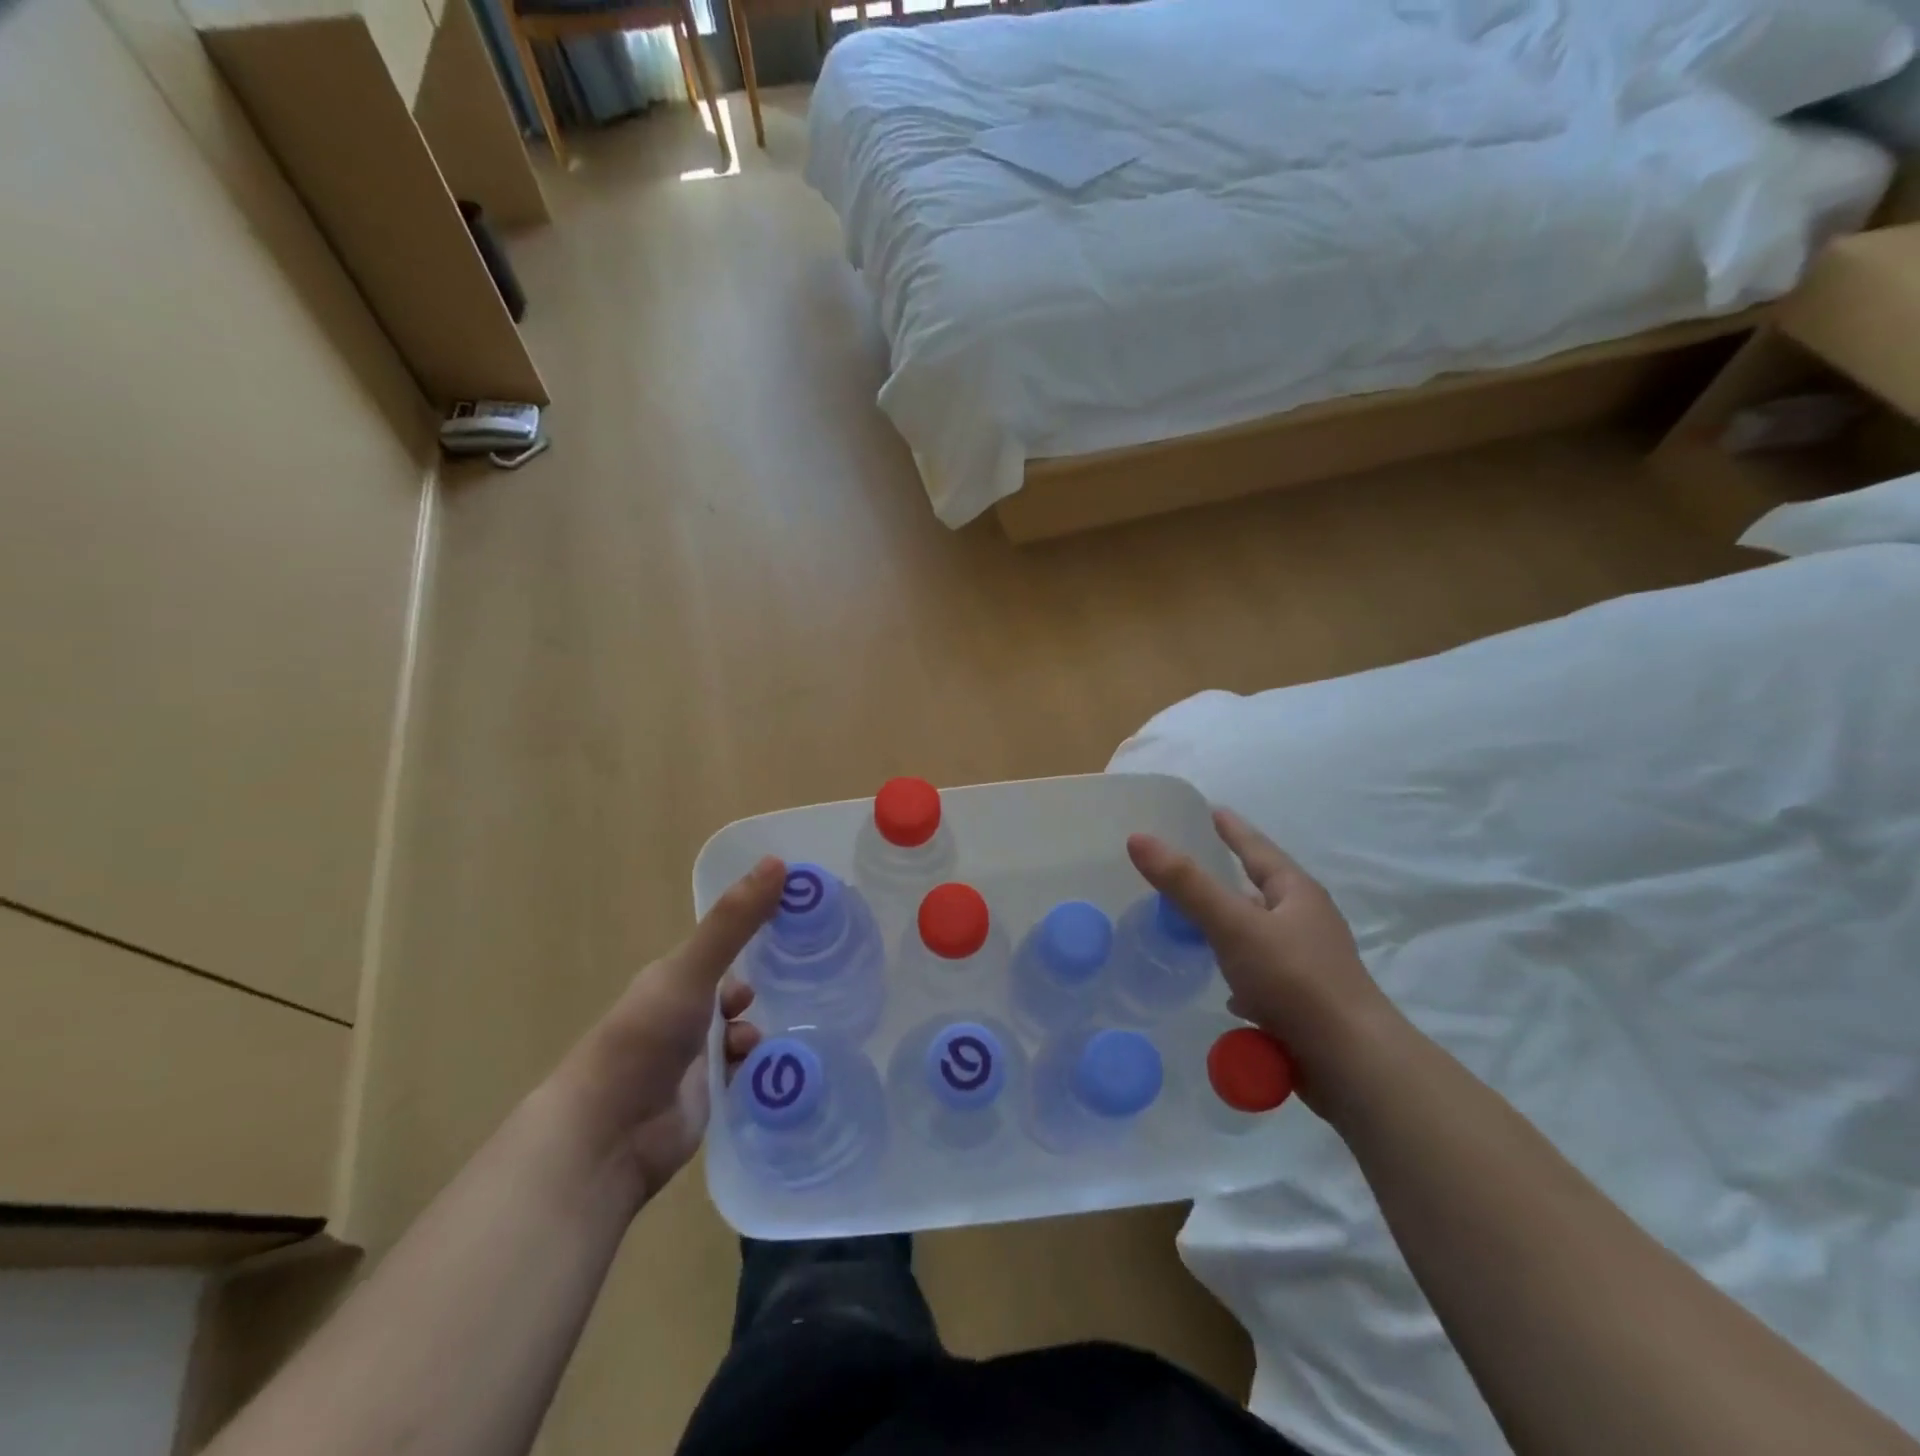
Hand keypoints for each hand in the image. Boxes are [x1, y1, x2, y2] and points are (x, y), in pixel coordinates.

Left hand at [557, 856, 784, 1202]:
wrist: (607, 1137)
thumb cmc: (645, 1039)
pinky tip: (777, 1071)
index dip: (762, 929)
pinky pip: (748, 1072)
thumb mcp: (691, 972)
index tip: (804, 922)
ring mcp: (697, 1056)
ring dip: (764, 1030)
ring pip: (746, 1030)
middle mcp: (687, 1011)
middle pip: (740, 987)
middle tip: (814, 978)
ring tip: (784, 1034)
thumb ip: (734, 922)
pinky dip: (763, 1069)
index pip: (727, 943)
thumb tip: (779, 862)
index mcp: (678, 976)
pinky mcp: (710, 1095)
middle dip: (770, 985)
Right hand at [1128, 808, 1398, 1114]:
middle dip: (1229, 879)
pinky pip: (1261, 976)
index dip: (1233, 830)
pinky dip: (1238, 973)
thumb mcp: (1233, 925)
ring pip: (1259, 935)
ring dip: (1230, 928)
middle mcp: (1306, 923)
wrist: (1350, 1064)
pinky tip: (1222, 988)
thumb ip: (1185, 884)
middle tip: (1192, 867)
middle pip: (1261, 891)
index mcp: (1297, 894)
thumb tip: (1138, 838)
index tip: (1212, 810)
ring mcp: (1307, 965)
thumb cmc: (1294, 980)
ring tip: (1196, 924)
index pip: (1258, 850)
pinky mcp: (1302, 1002)